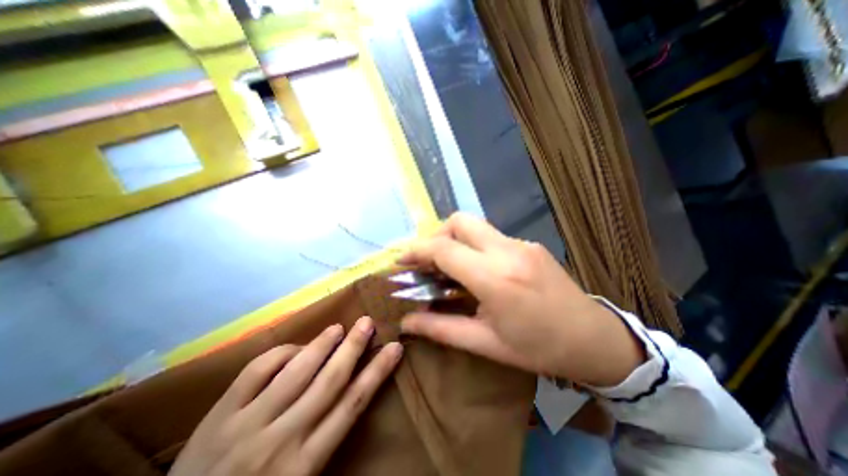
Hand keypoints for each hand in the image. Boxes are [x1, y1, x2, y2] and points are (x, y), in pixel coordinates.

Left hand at [169, 317, 400, 474]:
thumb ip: (324, 438)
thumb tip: (348, 391)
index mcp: (305, 462)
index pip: (353, 404)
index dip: (377, 372)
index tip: (394, 349)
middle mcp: (282, 439)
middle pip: (330, 381)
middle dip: (353, 347)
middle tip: (368, 322)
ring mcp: (248, 424)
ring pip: (297, 371)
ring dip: (321, 344)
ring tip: (338, 327)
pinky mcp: (219, 416)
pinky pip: (257, 371)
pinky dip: (281, 353)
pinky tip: (295, 346)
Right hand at [398, 211, 643, 386]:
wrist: (594, 339)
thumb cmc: (539, 348)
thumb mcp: (486, 344)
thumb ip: (441, 329)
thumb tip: (407, 322)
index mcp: (495, 278)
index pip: (444, 249)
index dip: (417, 251)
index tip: (402, 261)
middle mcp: (508, 251)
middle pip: (459, 221)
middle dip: (437, 236)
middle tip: (430, 262)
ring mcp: (521, 244)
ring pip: (475, 226)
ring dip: (455, 240)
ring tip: (450, 268)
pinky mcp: (529, 244)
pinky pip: (491, 236)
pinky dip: (474, 246)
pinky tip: (477, 270)